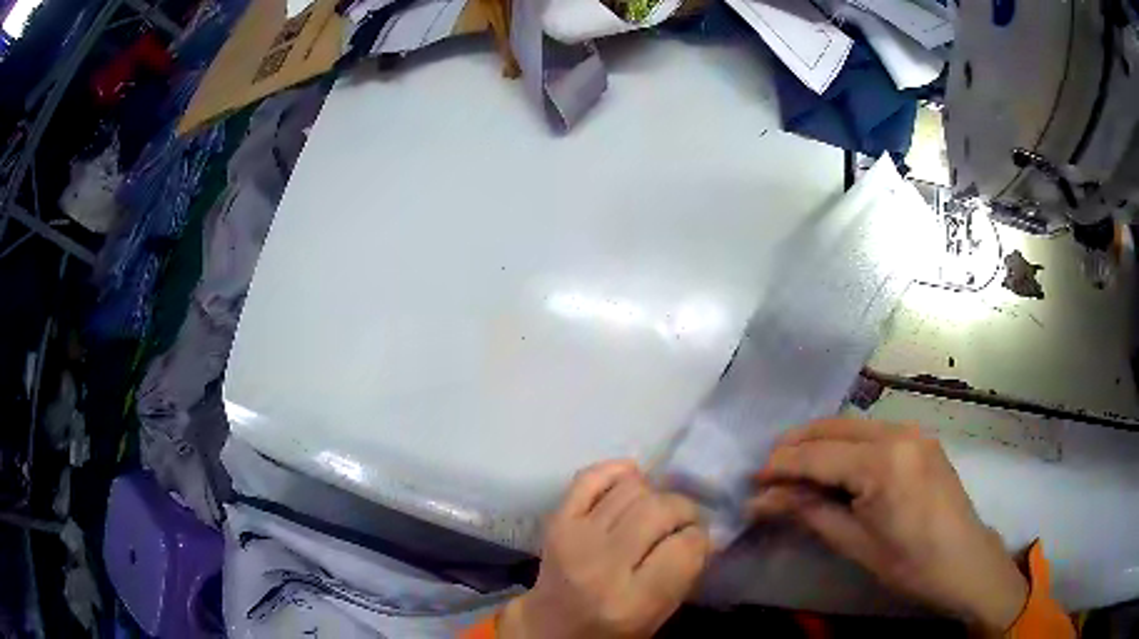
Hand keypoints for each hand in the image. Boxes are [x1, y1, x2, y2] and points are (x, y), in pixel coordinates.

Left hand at [500, 461, 710, 638]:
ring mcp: (575, 538)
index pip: (684, 547)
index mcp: (632, 601)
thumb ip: (685, 573)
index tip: (699, 540)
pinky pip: (591, 477)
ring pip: (632, 489)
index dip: (700, 538)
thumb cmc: (613, 628)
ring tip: (657, 511)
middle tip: (685, 521)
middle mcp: (602, 565)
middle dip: (684, 510)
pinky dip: (618, 472)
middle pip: (659, 510)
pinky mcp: (556, 520)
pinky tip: (632, 482)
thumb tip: (704, 531)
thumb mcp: (658, 614)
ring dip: (656, 494)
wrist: (552, 624)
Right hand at [750, 418, 1027, 633]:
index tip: (752, 479)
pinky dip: (847, 444)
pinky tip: (836, 466)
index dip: (780, 465)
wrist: (965, 561)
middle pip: (834, 427)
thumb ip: (809, 512)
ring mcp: (914, 431)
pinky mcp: (922, 439)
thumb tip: (762, 500)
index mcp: (883, 462)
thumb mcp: (856, 543)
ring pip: (853, 425)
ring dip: (821, 442)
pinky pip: (874, 432)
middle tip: (769, 472)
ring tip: (796, 469)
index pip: (818, 454)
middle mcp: (898, 433)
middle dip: (796, 445)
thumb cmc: (910, 562)